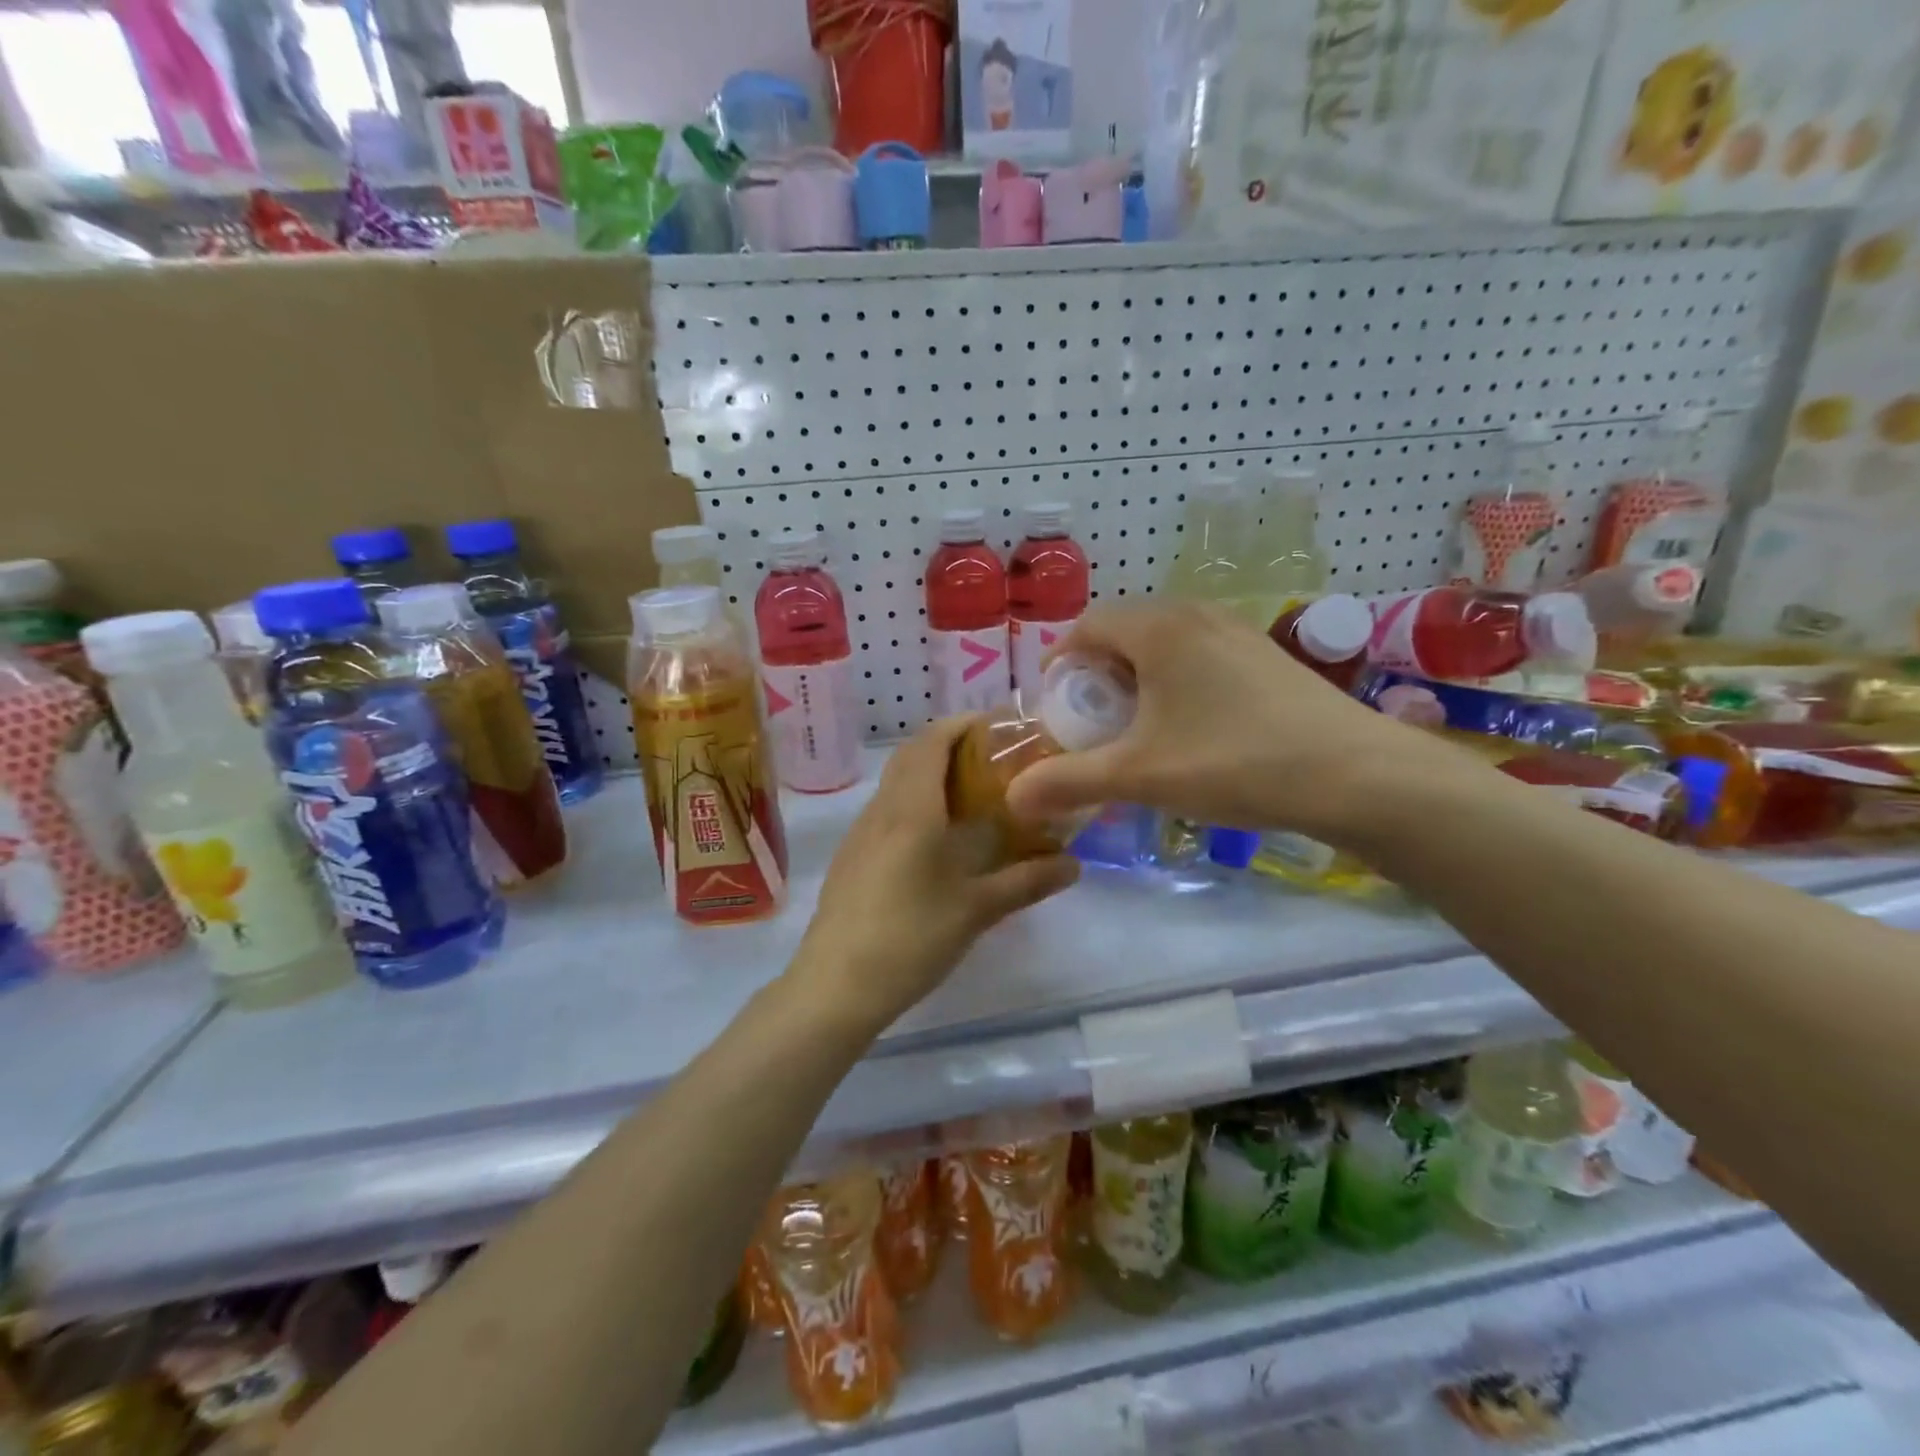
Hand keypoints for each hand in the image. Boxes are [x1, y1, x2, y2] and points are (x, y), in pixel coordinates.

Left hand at [790, 716, 1080, 1031]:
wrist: (835, 986)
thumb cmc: (910, 939)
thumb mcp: (976, 910)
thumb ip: (1026, 882)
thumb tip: (1074, 865)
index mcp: (911, 810)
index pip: (932, 741)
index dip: (963, 724)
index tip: (999, 726)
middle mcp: (882, 810)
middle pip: (912, 755)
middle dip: (950, 744)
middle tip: (994, 758)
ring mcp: (861, 833)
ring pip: (896, 782)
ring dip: (930, 772)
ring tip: (972, 793)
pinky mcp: (852, 857)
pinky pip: (887, 809)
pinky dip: (915, 800)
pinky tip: (938, 836)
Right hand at [1005, 601, 1460, 843]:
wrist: (1357, 775)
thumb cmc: (1234, 762)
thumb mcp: (1140, 776)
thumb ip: (1069, 781)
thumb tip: (1012, 797)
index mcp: (1159, 628)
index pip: (1088, 626)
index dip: (1061, 663)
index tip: (1055, 706)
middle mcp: (1196, 616)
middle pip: (1125, 633)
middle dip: (1097, 676)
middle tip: (1093, 724)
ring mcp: (1238, 633)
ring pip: (1165, 646)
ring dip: (1138, 681)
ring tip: (1138, 731)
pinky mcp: (1267, 657)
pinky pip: (1200, 658)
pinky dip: (1176, 685)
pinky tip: (1191, 731)